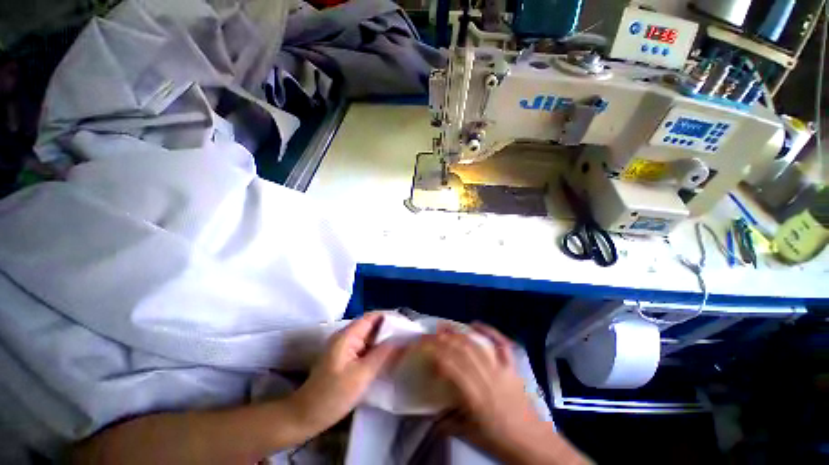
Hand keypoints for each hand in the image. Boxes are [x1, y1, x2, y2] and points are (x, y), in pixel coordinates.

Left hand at [291, 312, 400, 434]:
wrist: (305, 416)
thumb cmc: (333, 395)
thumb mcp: (362, 374)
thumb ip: (383, 354)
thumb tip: (401, 340)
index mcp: (347, 335)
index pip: (372, 317)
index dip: (389, 316)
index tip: (406, 323)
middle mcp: (346, 336)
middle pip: (371, 325)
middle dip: (389, 328)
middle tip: (407, 335)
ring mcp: (345, 347)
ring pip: (368, 337)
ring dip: (384, 339)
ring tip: (402, 344)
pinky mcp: (345, 358)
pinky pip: (365, 347)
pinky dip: (377, 349)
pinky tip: (388, 356)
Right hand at [416, 324, 585, 464]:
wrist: (533, 442)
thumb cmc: (500, 440)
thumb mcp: (470, 435)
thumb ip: (449, 422)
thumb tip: (431, 418)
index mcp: (474, 396)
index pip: (450, 366)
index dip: (435, 353)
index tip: (422, 347)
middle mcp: (486, 377)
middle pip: (461, 351)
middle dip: (442, 339)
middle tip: (429, 334)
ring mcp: (500, 369)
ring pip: (476, 346)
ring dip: (458, 333)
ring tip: (444, 326)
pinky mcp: (511, 367)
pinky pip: (501, 344)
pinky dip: (489, 331)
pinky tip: (476, 323)